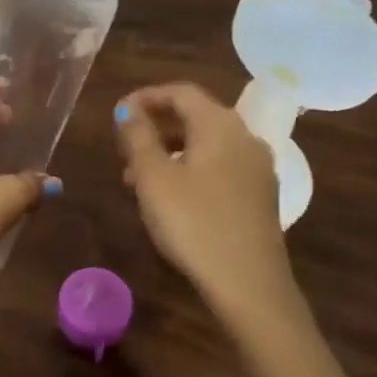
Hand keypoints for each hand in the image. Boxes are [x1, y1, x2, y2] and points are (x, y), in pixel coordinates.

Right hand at [115, 83, 298, 318]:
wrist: (248, 283)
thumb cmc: (193, 222)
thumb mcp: (154, 178)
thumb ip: (138, 137)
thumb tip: (127, 109)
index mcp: (220, 125)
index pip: (181, 92)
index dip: (146, 97)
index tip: (117, 114)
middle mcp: (245, 137)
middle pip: (196, 117)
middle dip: (156, 127)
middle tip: (123, 148)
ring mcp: (257, 168)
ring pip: (206, 145)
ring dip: (169, 152)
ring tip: (136, 178)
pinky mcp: (259, 196)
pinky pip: (219, 168)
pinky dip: (190, 169)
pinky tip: (170, 198)